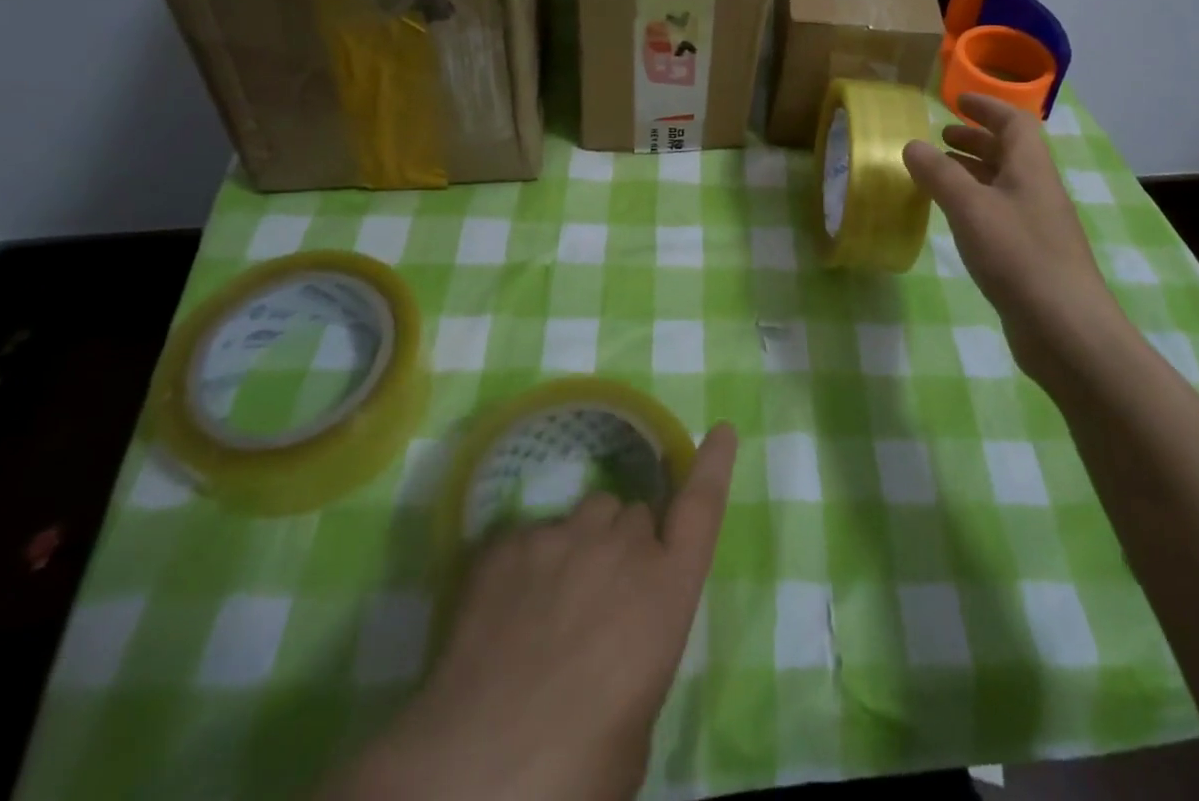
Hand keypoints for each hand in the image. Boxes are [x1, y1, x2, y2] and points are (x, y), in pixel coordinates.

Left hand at [329, 424, 737, 800]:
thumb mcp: (639, 719)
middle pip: (633, 517)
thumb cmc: (579, 765)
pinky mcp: (509, 542)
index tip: (721, 430)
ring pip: (585, 515)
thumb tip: (620, 641)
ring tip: (552, 602)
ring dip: (582, 544)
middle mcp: (620, 546)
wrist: (477, 769)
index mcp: (666, 590)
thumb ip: (641, 651)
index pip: (701, 509)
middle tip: (601, 601)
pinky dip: (528, 564)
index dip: (712, 467)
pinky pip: (532, 536)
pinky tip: (506, 614)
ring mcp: (561, 535)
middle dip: (625, 546)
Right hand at [903, 92, 1113, 376]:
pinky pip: (999, 212)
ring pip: (1003, 183)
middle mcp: (1037, 189)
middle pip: (1009, 151)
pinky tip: (955, 217)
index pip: (1014, 122)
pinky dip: (974, 202)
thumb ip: (939, 174)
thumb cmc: (1018, 255)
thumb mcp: (970, 208)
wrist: (1065, 328)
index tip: (957, 100)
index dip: (987, 106)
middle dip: (976, 138)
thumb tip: (912, 144)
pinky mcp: (1031, 254)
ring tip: (939, 172)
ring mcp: (1037, 224)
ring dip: (973, 170)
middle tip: (941, 136)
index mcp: (1031, 168)